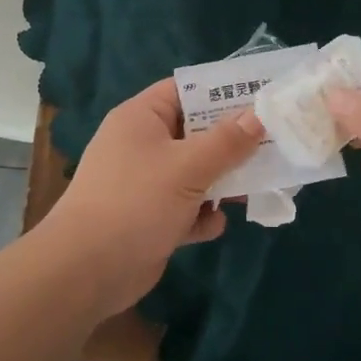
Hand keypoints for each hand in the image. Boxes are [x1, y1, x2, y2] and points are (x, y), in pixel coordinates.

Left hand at [41, 78, 265, 315]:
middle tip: (274, 144)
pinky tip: (213, 225)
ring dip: (222, 182)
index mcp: (142, 118)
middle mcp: (142, 145)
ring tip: (258, 187)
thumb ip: (227, 142)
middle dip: (231, 143)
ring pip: (194, 173)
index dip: (222, 92)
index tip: (262, 98)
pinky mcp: (150, 218)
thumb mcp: (188, 167)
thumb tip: (259, 115)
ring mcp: (145, 183)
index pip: (185, 90)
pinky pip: (185, 208)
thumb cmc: (136, 202)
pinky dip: (200, 216)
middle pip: (195, 133)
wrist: (87, 270)